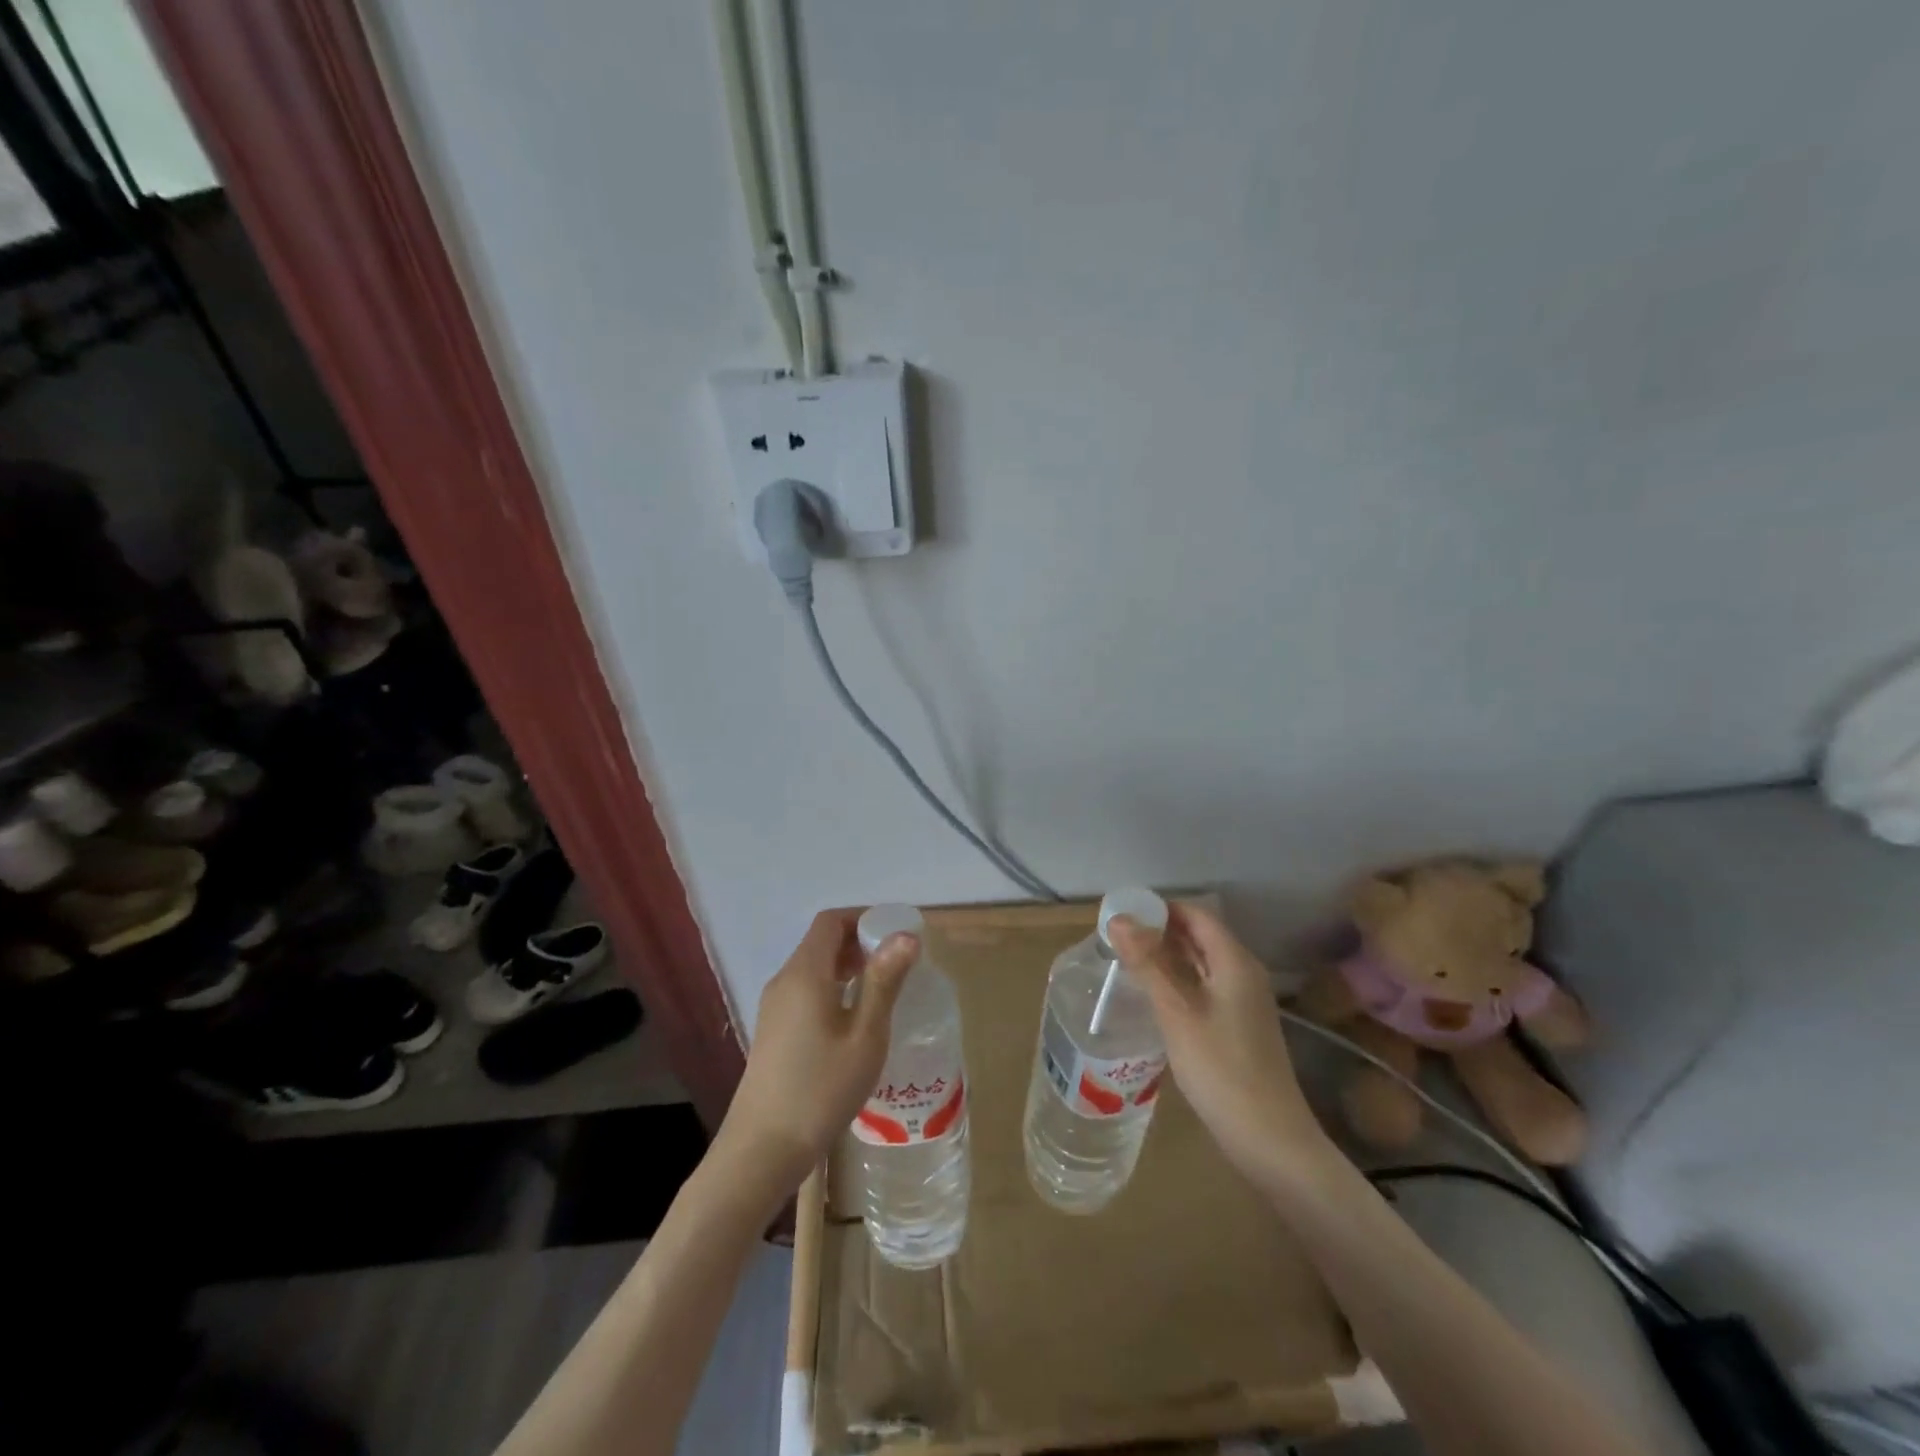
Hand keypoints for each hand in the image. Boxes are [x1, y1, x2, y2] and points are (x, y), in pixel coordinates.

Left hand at [717, 909, 918, 1191]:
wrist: (762, 1149)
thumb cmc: (821, 1088)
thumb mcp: (865, 1035)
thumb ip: (884, 981)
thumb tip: (905, 937)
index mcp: (805, 973)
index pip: (831, 921)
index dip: (864, 918)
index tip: (896, 934)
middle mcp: (785, 980)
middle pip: (821, 941)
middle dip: (860, 941)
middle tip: (898, 963)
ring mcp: (774, 1006)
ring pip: (814, 967)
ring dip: (847, 966)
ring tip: (882, 989)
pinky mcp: (773, 1030)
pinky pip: (806, 990)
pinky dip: (832, 986)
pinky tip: (854, 1018)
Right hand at [1109, 904, 1335, 1191]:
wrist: (1269, 1139)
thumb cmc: (1221, 1068)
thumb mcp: (1176, 1012)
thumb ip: (1148, 963)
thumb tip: (1118, 918)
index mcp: (1234, 961)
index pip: (1196, 914)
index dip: (1160, 908)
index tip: (1122, 913)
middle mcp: (1243, 973)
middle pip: (1199, 936)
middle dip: (1159, 931)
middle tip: (1116, 938)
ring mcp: (1243, 1001)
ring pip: (1200, 963)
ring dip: (1166, 957)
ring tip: (1126, 962)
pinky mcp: (1237, 1026)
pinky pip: (1203, 987)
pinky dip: (1177, 981)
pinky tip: (1152, 996)